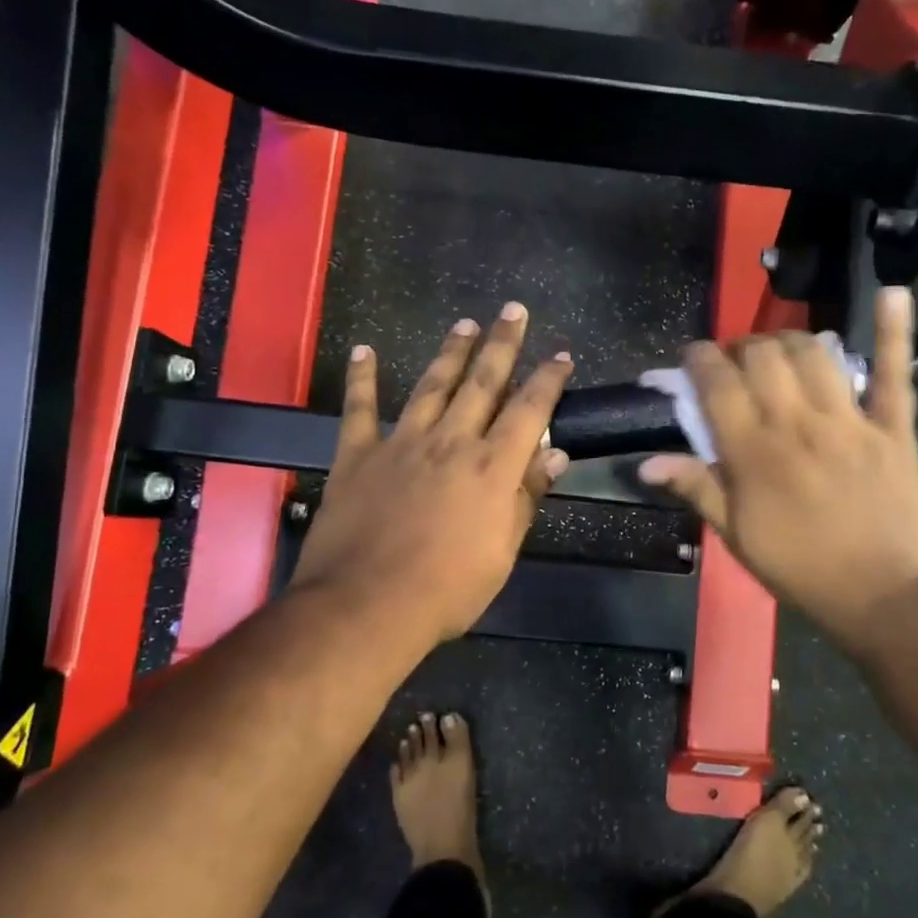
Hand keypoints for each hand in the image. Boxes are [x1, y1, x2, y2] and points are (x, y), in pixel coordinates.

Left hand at [288, 303, 573, 647]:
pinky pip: (359, 409)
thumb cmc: (446, 590)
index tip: (560, 355)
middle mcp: (450, 442)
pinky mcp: (357, 456)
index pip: (529, 411)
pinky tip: (364, 351)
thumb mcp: (501, 552)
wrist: (365, 606)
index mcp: (491, 467)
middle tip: (512, 311)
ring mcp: (401, 443)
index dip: (547, 380)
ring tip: (464, 325)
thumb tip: (553, 454)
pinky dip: (362, 379)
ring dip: (449, 352)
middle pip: (482, 382)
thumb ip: (525, 497)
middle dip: (501, 344)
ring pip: (430, 385)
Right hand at [638, 286, 917, 643]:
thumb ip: (696, 488)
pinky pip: (896, 371)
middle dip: (740, 347)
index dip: (700, 359)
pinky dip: (894, 330)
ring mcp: (849, 419)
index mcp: (754, 451)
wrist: (890, 597)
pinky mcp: (893, 426)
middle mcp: (797, 422)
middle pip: (762, 356)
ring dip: (789, 340)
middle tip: (735, 364)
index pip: (717, 383)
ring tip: (779, 352)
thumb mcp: (738, 537)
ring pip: (814, 352)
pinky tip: (892, 293)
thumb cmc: (804, 571)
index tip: (693, 357)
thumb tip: (645, 462)